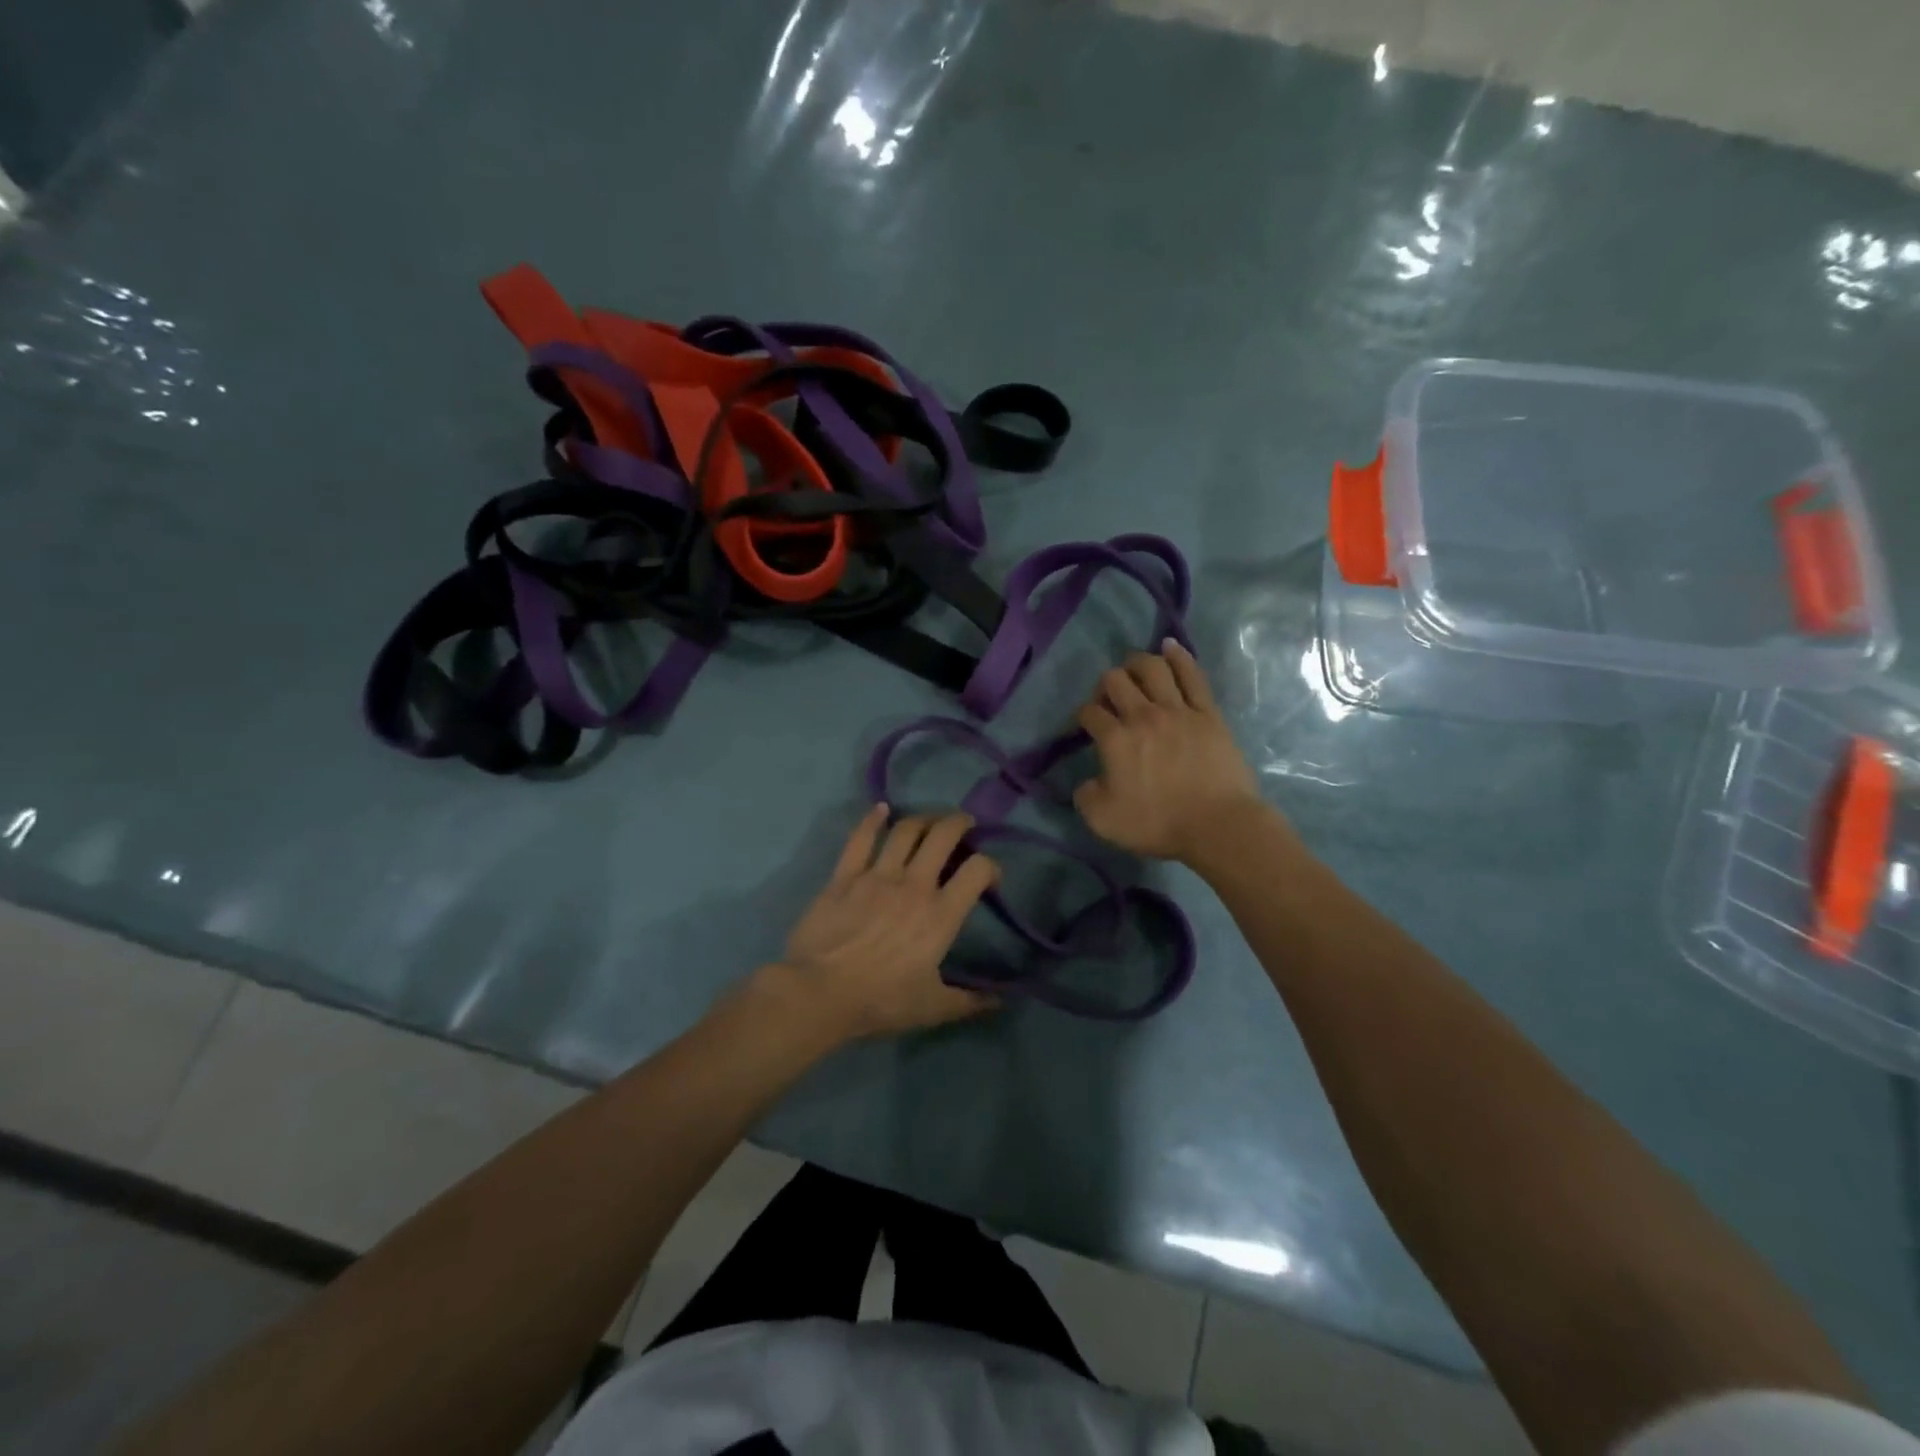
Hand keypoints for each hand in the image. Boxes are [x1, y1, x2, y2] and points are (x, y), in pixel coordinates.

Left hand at [770, 805, 1000, 1040]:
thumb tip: (999, 1002)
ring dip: (922, 819)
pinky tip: (881, 808)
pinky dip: (872, 819)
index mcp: (941, 914)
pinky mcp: (844, 876)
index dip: (990, 866)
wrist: (820, 993)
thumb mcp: (932, 1008)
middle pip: (942, 836)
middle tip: (964, 824)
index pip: (977, 870)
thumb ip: (968, 1002)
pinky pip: (860, 838)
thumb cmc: (881, 1001)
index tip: (988, 876)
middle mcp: (914, 885)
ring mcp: (877, 876)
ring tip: (929, 820)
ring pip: (905, 830)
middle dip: (958, 823)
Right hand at [1074, 640, 1266, 863]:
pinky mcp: (1207, 712)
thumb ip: (1085, 796)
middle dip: (1105, 685)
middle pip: (1115, 681)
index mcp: (1114, 740)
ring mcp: (1177, 710)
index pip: (1089, 713)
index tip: (1087, 726)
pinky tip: (1169, 646)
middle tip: (1109, 700)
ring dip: (1136, 663)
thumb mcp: (1103, 821)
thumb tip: (1087, 782)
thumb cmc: (1159, 824)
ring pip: (1152, 668)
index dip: (1083, 716)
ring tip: (1133, 669)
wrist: (1218, 825)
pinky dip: (1179, 656)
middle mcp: (1142, 716)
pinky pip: (1192, 675)